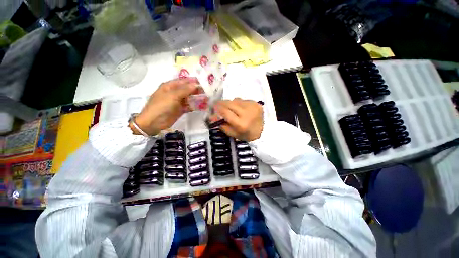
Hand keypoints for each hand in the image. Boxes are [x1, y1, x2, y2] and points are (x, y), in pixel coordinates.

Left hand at [131, 78, 201, 135]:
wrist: (154, 122)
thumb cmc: (161, 106)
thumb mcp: (172, 96)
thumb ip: (185, 90)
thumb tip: (196, 84)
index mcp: (170, 86)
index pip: (184, 81)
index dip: (193, 81)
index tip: (204, 82)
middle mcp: (175, 92)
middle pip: (187, 89)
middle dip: (197, 90)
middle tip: (208, 91)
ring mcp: (178, 102)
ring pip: (189, 98)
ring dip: (197, 98)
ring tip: (207, 98)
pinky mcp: (181, 109)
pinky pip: (189, 106)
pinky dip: (195, 106)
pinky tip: (203, 106)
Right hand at [215, 98, 263, 140]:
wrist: (261, 132)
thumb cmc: (245, 135)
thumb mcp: (232, 133)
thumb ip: (222, 124)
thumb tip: (212, 116)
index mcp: (241, 124)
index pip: (226, 112)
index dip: (218, 108)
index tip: (213, 106)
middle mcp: (247, 113)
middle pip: (230, 103)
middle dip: (222, 103)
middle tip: (218, 104)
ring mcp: (252, 107)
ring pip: (236, 100)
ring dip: (230, 103)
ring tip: (230, 108)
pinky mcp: (256, 103)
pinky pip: (242, 100)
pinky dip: (238, 103)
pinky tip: (240, 108)